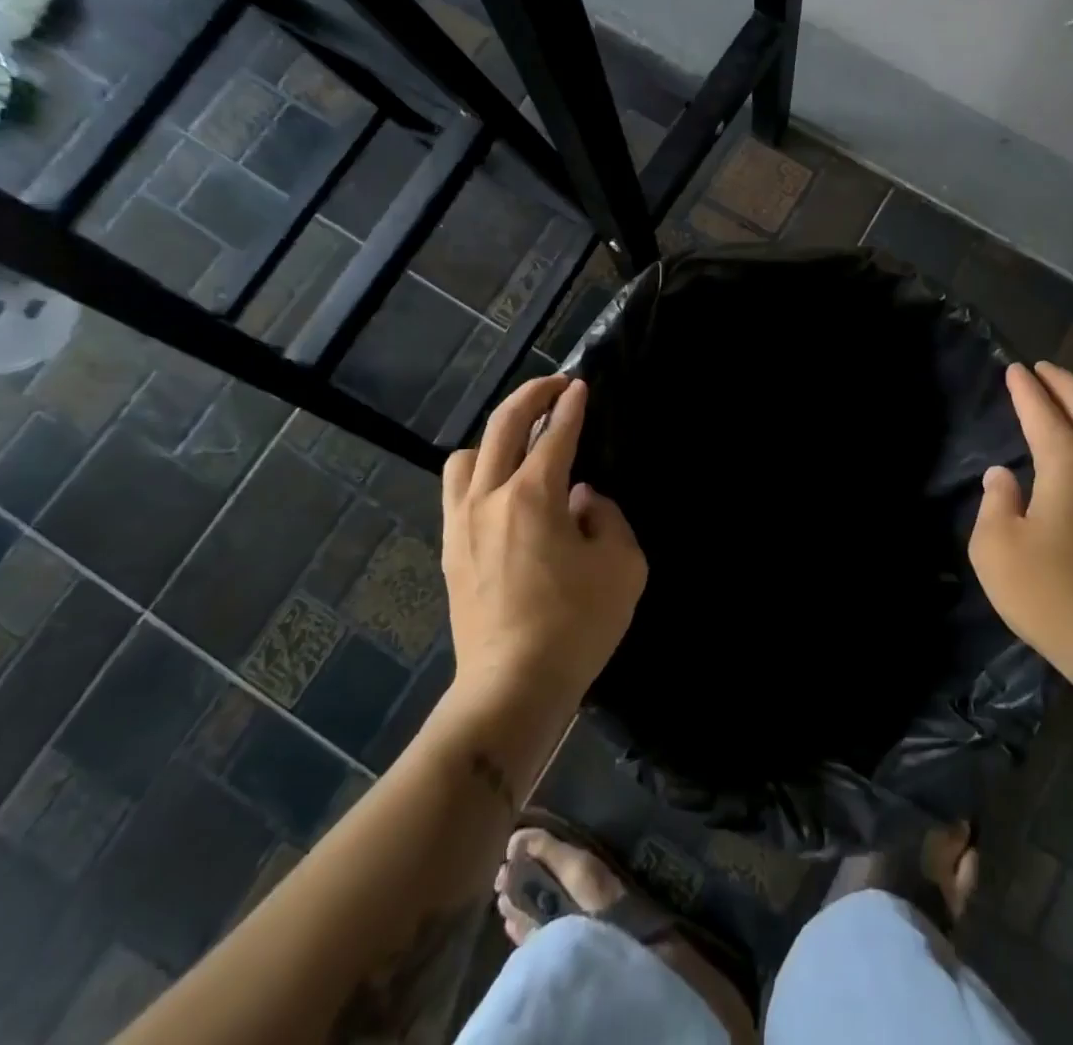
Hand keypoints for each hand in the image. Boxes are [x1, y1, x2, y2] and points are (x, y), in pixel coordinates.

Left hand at [442, 374, 646, 708]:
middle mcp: (489, 498)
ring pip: (466, 456)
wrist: (512, 686)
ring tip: (520, 447)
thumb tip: (581, 500)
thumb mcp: (623, 565)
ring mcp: (462, 524)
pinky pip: (457, 492)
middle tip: (553, 386)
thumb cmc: (576, 624)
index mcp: (533, 496)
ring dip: (494, 438)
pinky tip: (500, 492)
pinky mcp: (450, 551)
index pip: (555, 434)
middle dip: (530, 396)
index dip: (570, 406)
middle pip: (502, 426)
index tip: (579, 386)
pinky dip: (479, 475)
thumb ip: (607, 518)